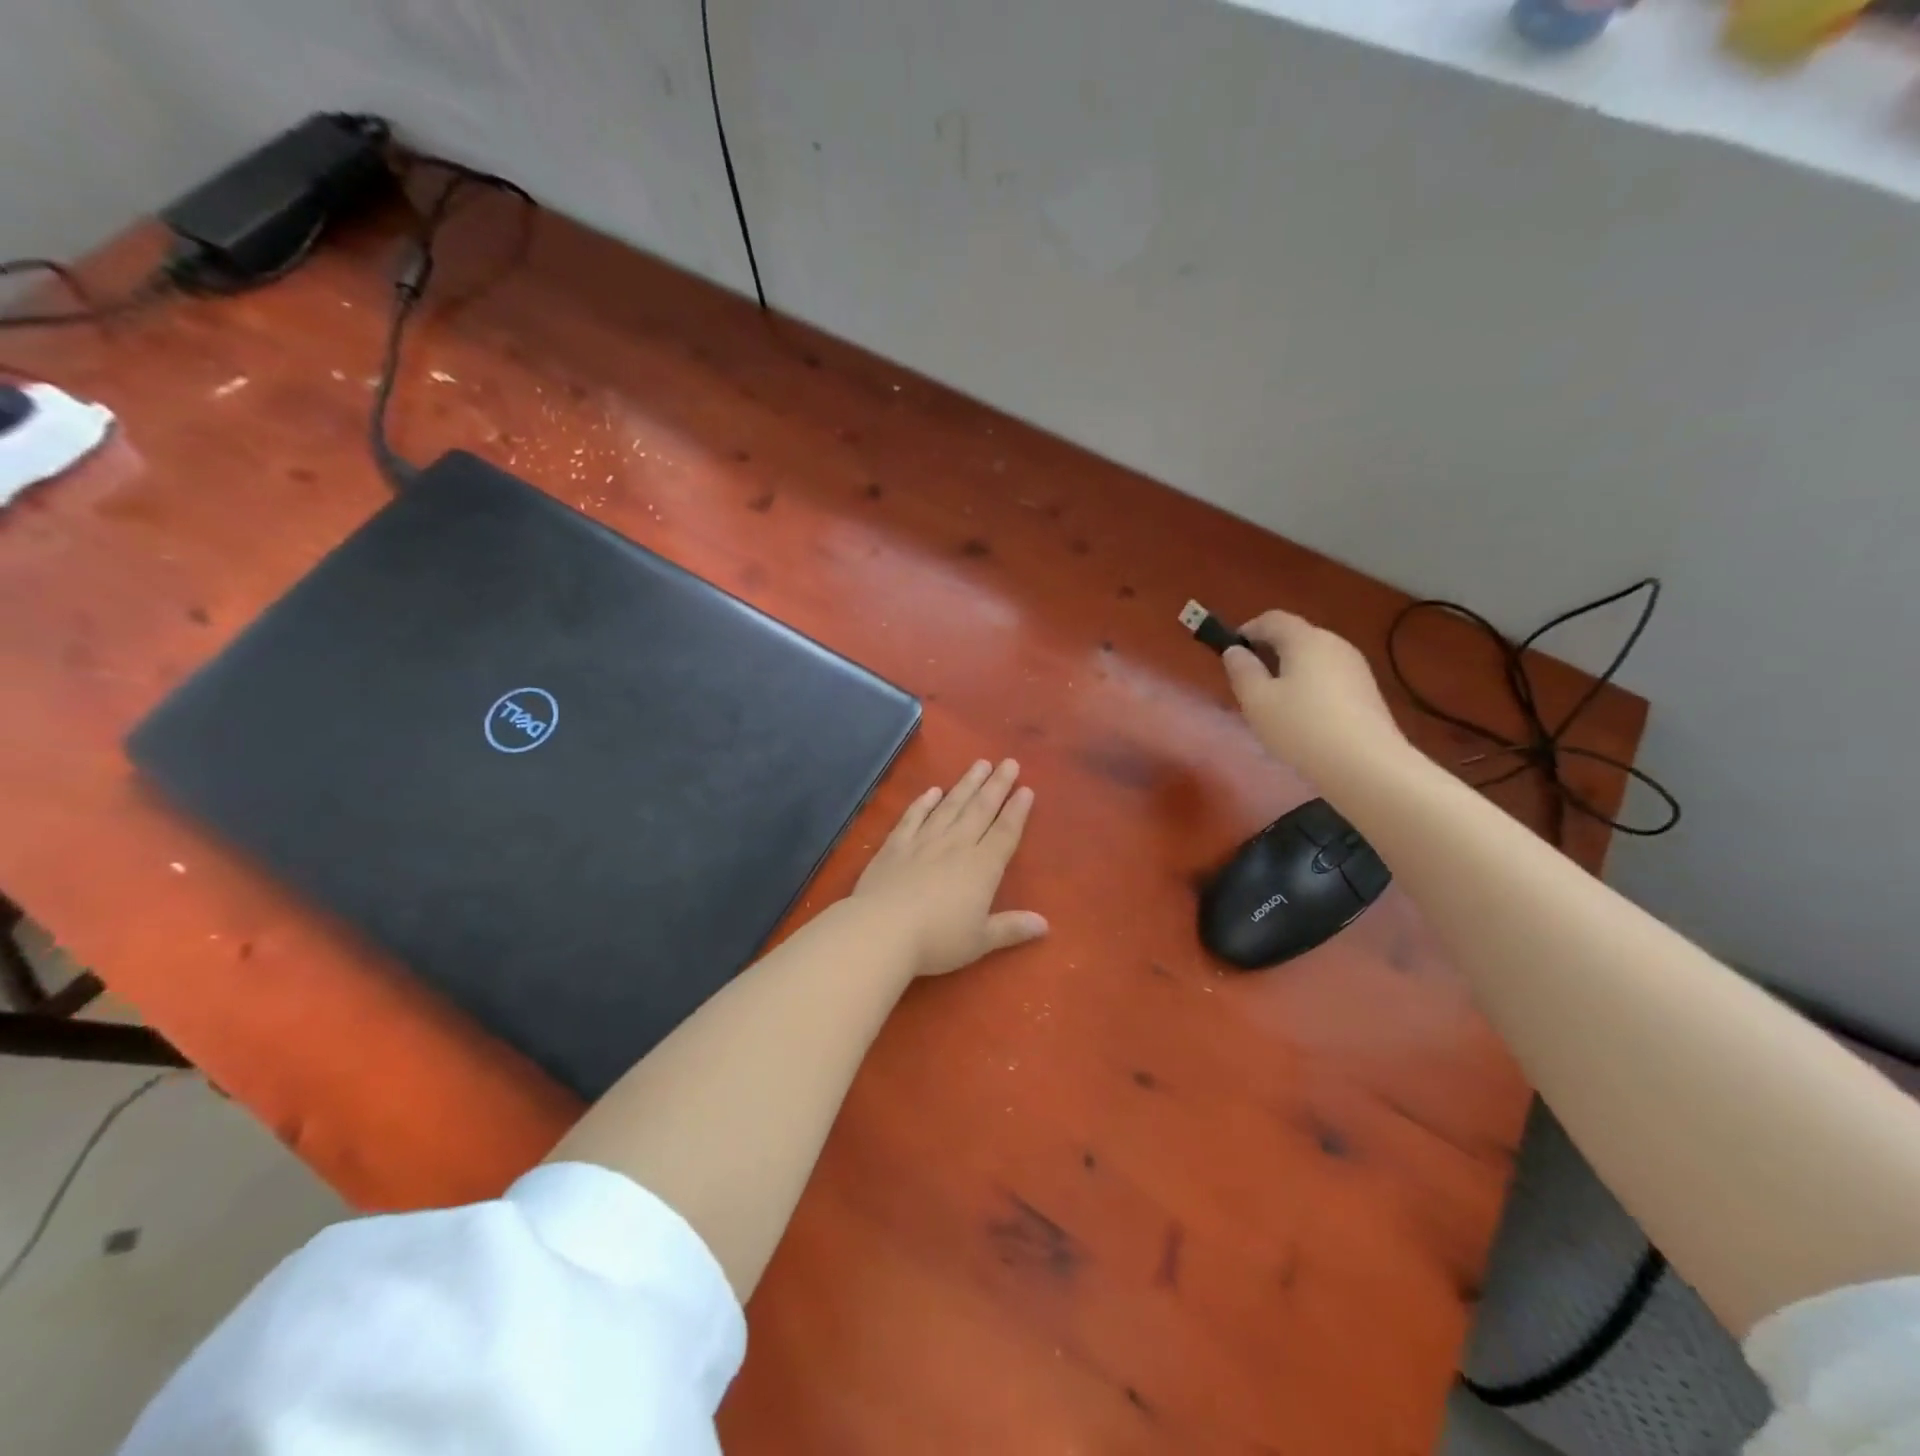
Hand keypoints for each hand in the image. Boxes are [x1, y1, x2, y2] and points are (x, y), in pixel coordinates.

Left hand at [850, 759, 1048, 976]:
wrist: (882, 929)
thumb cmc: (937, 939)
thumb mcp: (980, 940)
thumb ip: (1011, 928)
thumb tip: (1044, 925)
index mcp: (982, 867)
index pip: (1005, 832)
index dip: (1017, 811)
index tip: (1026, 789)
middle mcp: (956, 845)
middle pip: (980, 809)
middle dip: (997, 785)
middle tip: (1009, 762)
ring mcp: (924, 841)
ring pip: (950, 805)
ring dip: (966, 784)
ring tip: (979, 764)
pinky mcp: (895, 845)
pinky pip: (914, 817)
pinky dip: (924, 802)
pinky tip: (933, 790)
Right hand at [1222, 610, 1409, 780]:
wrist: (1366, 766)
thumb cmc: (1301, 728)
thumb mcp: (1257, 701)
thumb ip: (1241, 670)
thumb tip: (1235, 650)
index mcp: (1306, 639)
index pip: (1272, 618)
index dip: (1247, 630)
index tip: (1230, 653)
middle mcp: (1335, 644)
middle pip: (1295, 637)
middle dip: (1268, 653)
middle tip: (1249, 684)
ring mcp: (1356, 668)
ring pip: (1313, 659)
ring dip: (1289, 673)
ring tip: (1274, 707)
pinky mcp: (1367, 692)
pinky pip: (1329, 678)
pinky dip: (1310, 688)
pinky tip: (1304, 720)